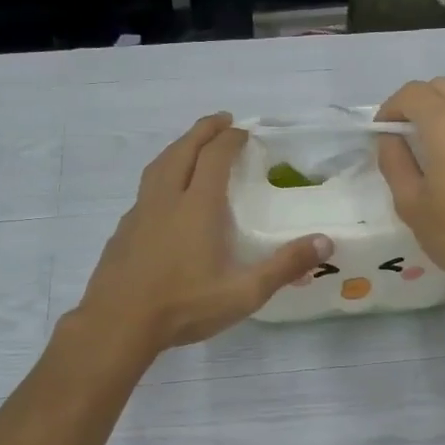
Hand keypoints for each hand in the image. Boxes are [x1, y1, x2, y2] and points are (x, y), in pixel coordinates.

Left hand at [73, 113, 328, 353]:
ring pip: (158, 165)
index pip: (215, 157)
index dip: (230, 139)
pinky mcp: (123, 231)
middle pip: (183, 150)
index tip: (244, 131)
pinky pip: (145, 189)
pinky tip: (165, 195)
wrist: (118, 324)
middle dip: (204, 130)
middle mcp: (166, 199)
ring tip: (191, 146)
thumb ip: (284, 266)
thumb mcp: (244, 293)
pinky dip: (161, 175)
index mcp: (197, 206)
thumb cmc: (184, 306)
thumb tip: (326, 242)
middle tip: (221, 121)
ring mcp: (140, 213)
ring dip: (178, 147)